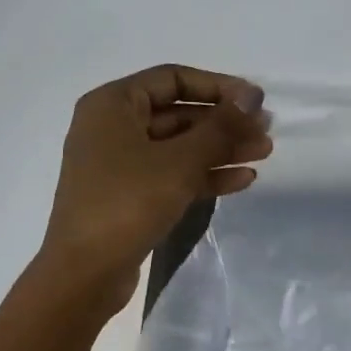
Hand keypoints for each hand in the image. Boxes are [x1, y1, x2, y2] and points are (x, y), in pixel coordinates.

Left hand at [37, 64, 271, 310]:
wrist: (85, 272)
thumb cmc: (127, 202)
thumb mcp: (180, 161)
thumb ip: (220, 127)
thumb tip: (252, 96)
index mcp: (113, 104)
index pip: (173, 79)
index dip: (218, 86)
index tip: (255, 101)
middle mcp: (113, 128)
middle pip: (178, 114)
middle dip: (224, 124)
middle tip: (265, 132)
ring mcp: (120, 165)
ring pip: (179, 148)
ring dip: (220, 150)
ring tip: (263, 155)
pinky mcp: (129, 197)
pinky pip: (172, 175)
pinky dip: (204, 176)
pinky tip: (241, 180)